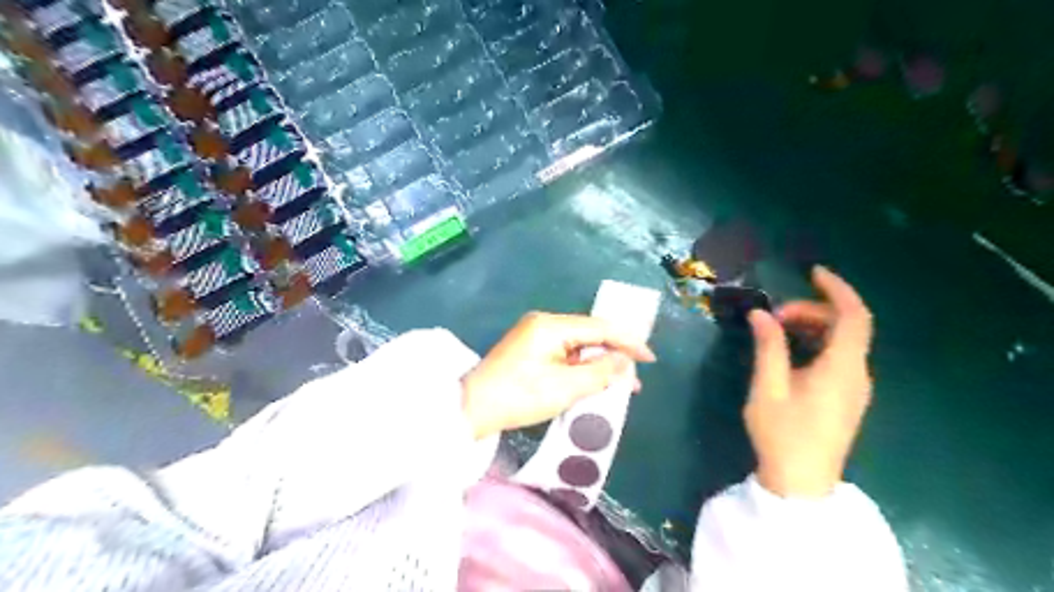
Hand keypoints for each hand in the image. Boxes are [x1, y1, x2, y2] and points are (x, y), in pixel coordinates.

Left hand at [464, 313, 655, 437]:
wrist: (472, 409)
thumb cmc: (519, 397)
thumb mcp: (564, 388)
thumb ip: (600, 372)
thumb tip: (626, 362)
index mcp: (551, 325)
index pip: (599, 327)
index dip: (628, 341)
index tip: (650, 358)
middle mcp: (543, 323)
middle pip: (589, 333)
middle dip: (614, 353)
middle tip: (635, 376)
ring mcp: (534, 334)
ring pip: (578, 344)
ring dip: (598, 362)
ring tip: (619, 383)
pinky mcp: (530, 348)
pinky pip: (564, 352)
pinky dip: (581, 366)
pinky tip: (593, 380)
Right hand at [740, 266, 874, 495]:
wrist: (801, 483)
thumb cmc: (783, 433)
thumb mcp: (768, 386)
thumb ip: (768, 346)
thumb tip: (761, 314)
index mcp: (842, 367)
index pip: (853, 316)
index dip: (837, 289)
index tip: (812, 273)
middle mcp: (857, 373)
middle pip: (847, 326)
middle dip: (811, 310)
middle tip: (773, 315)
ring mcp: (855, 387)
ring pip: (843, 341)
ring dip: (813, 326)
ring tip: (777, 329)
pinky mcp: (847, 398)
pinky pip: (839, 357)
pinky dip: (817, 343)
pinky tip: (790, 351)